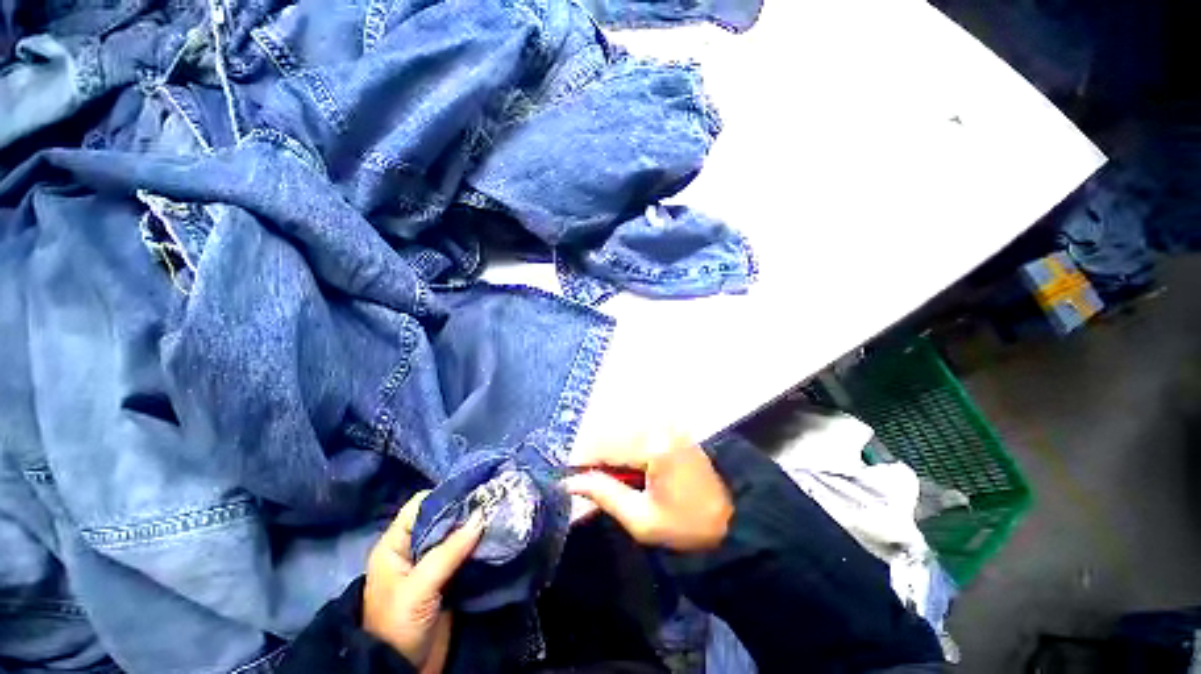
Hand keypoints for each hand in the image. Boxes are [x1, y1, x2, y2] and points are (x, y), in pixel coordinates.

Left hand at [363, 491, 483, 672]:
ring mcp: (431, 564)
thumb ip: (449, 550)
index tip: (476, 489)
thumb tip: (482, 515)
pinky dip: (478, 545)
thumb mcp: (419, 586)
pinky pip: (464, 553)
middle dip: (466, 510)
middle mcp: (413, 548)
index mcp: (395, 544)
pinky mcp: (447, 578)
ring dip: (475, 527)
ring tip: (500, 513)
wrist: (402, 670)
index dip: (446, 495)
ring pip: (455, 535)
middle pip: (442, 518)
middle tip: (494, 499)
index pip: (420, 506)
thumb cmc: (398, 624)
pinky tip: (495, 537)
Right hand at [563, 431, 733, 551]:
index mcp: (653, 445)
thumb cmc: (688, 526)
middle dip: (596, 457)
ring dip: (610, 452)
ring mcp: (668, 424)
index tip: (568, 477)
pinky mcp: (673, 428)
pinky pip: (638, 433)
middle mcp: (659, 425)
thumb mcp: (642, 519)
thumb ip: (604, 494)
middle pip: (612, 433)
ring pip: (623, 431)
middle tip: (588, 482)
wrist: (736, 521)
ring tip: (608, 478)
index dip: (582, 461)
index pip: (604, 446)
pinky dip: (625, 448)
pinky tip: (627, 468)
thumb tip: (571, 482)